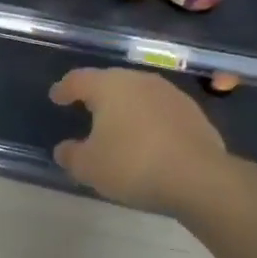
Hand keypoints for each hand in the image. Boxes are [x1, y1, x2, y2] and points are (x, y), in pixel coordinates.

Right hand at [50, 67, 227, 214]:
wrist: (199, 178)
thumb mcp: (89, 167)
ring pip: (139, 95)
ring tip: (119, 126)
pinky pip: (161, 112)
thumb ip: (71, 155)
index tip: (56, 97)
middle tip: (86, 108)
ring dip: (127, 107)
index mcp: (109, 86)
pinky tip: (149, 140)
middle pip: (111, 82)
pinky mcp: (194, 113)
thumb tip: (65, 149)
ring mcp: (170, 94)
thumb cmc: (133, 165)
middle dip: (98, 94)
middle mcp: (139, 81)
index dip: (64, 89)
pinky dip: (150, 121)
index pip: (78, 79)